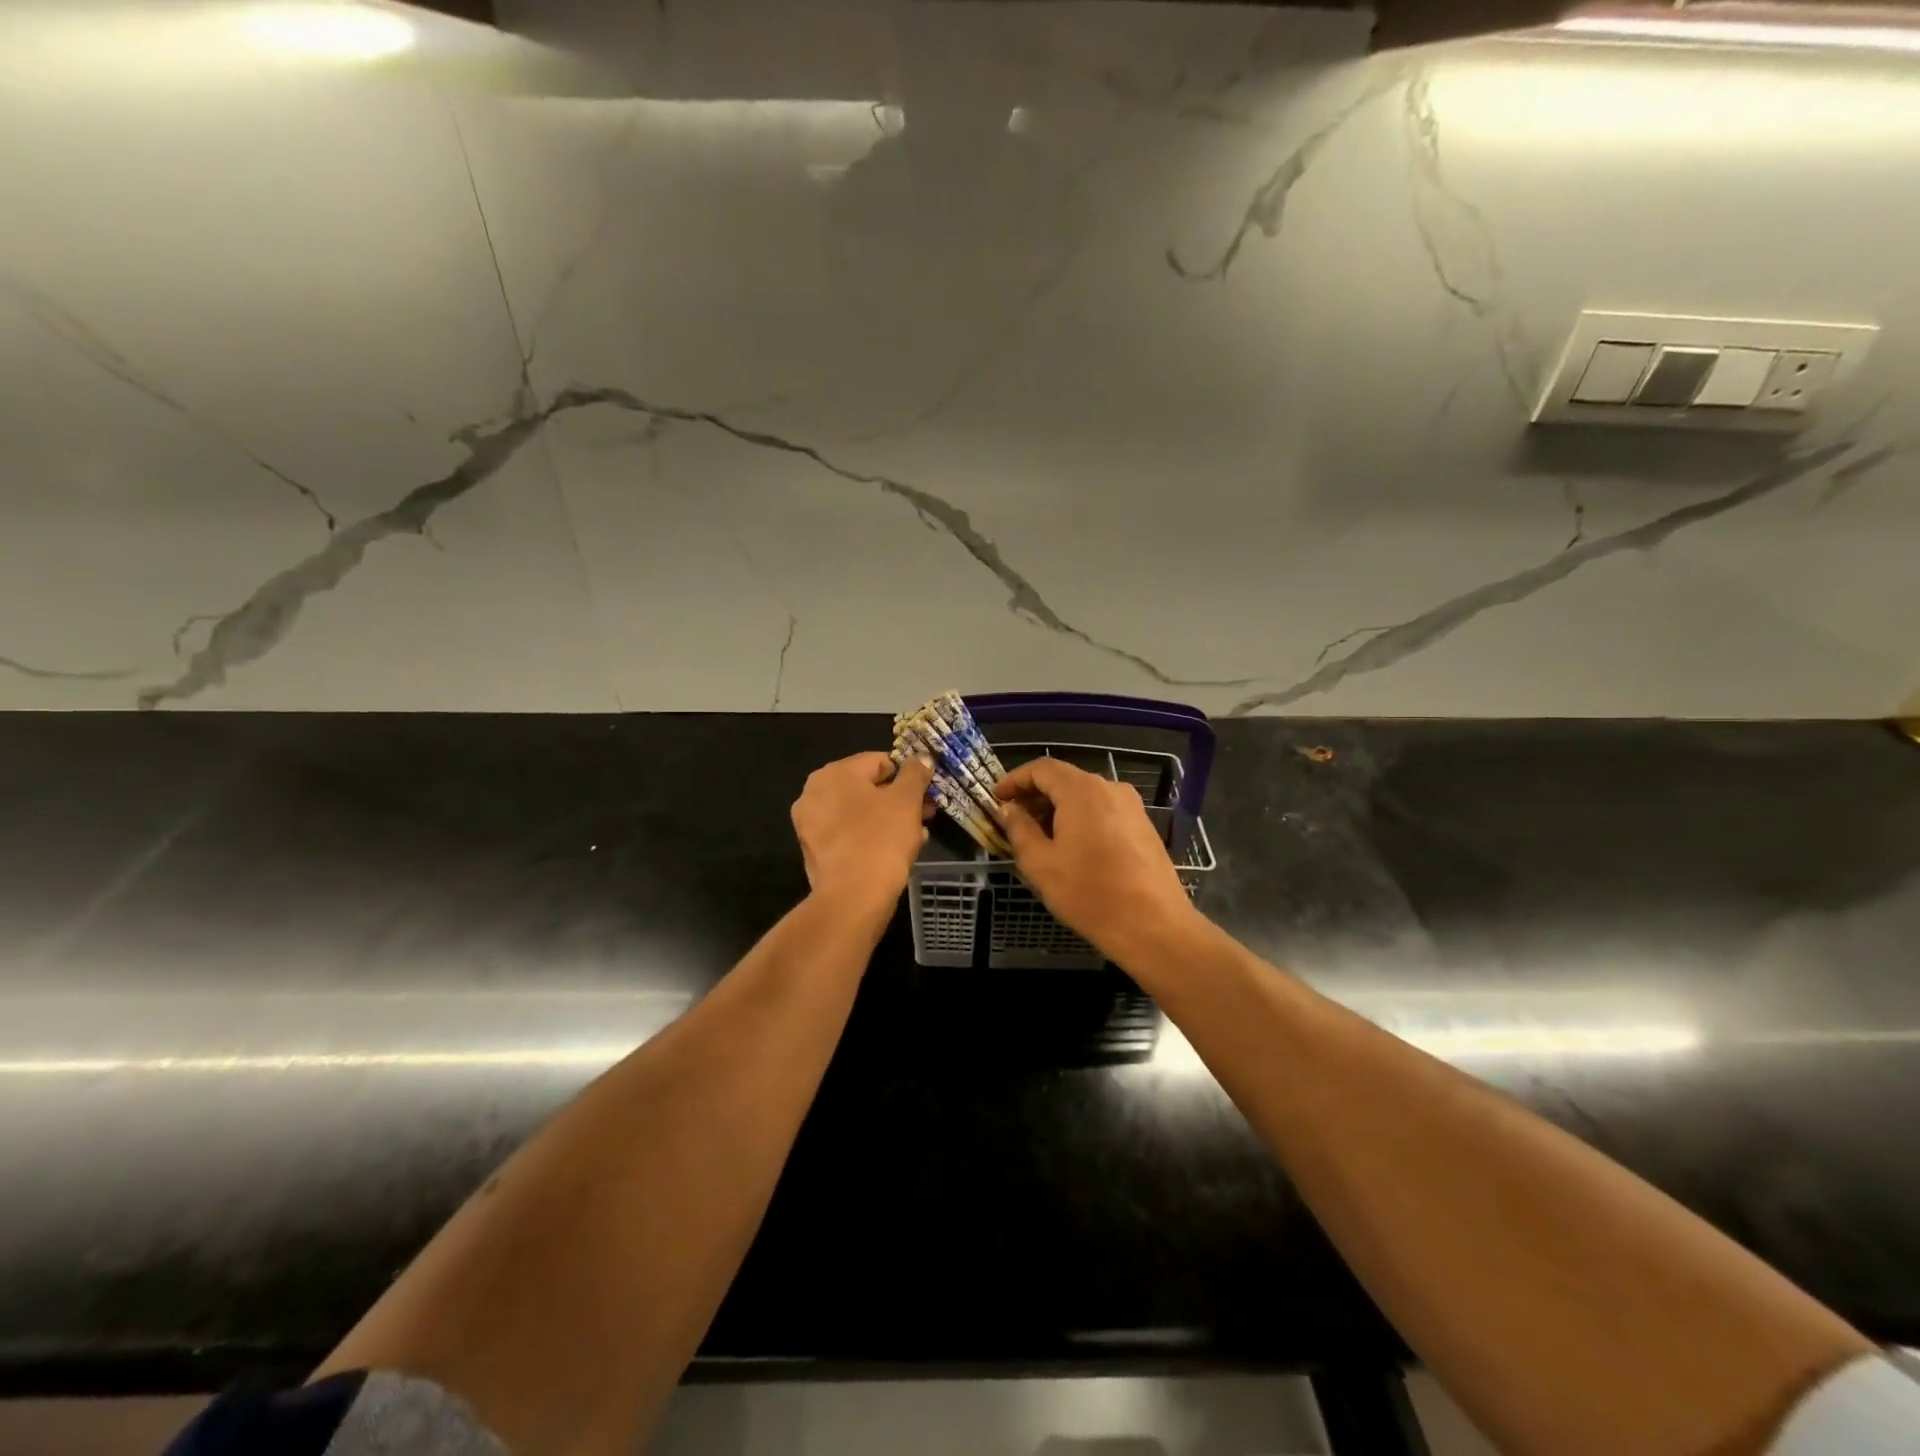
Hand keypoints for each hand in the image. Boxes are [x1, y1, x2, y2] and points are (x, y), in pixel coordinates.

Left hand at [791, 751, 934, 909]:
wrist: (853, 897)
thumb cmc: (881, 839)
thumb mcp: (906, 801)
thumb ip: (915, 774)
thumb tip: (922, 757)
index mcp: (834, 773)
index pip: (879, 761)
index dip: (907, 774)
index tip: (927, 792)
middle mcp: (814, 793)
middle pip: (867, 788)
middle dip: (899, 800)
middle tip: (925, 813)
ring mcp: (810, 824)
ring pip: (859, 813)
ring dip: (888, 820)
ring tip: (916, 835)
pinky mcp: (814, 851)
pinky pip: (848, 835)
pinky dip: (870, 837)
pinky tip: (895, 852)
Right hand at [995, 758, 1199, 961]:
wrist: (1153, 926)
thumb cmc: (1089, 893)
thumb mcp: (1040, 863)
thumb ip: (1019, 829)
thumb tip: (1008, 809)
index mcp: (1082, 790)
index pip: (1041, 769)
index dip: (1015, 780)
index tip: (996, 799)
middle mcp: (1109, 788)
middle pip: (1064, 780)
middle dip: (1035, 797)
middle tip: (1013, 822)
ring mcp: (1131, 806)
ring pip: (1084, 797)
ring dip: (1057, 810)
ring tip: (1039, 839)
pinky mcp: (1143, 826)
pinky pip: (1103, 812)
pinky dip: (1080, 820)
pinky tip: (1071, 849)